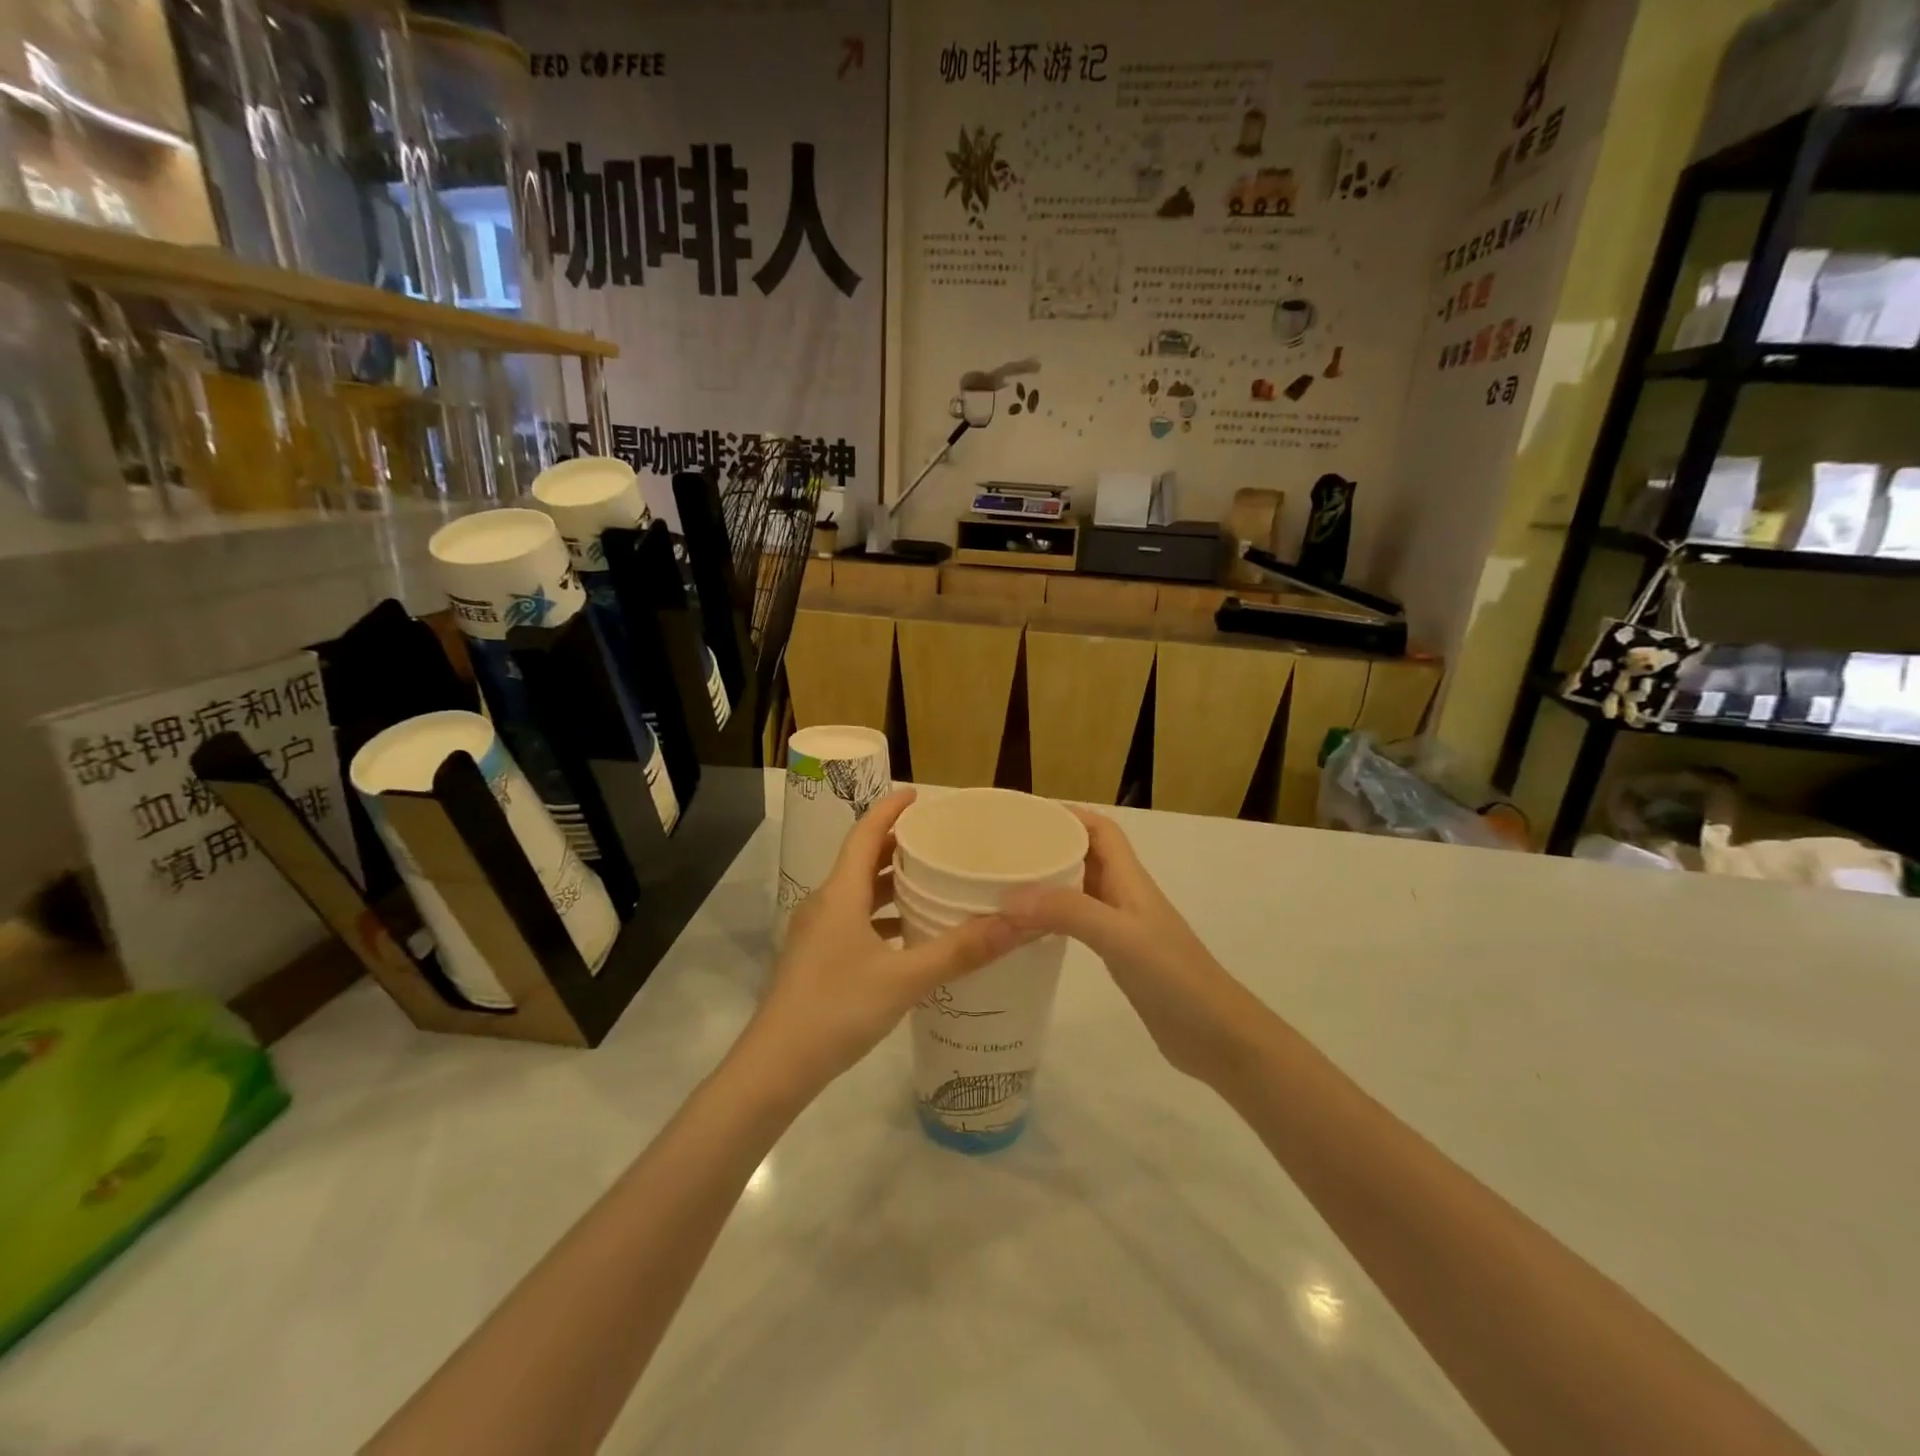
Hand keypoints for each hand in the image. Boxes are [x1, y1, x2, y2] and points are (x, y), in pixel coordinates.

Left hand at [741, 789, 1029, 1097]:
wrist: (776, 1067)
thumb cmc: (837, 1009)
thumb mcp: (905, 978)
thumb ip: (961, 950)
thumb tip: (1018, 923)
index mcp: (840, 893)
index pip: (865, 833)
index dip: (890, 809)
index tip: (919, 795)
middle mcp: (825, 904)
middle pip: (862, 860)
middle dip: (897, 845)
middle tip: (938, 839)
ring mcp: (818, 934)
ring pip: (858, 894)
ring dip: (890, 883)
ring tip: (932, 882)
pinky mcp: (818, 960)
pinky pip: (855, 921)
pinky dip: (883, 917)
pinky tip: (911, 936)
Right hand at [1001, 808, 1258, 1081]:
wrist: (1218, 1037)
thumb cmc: (1175, 977)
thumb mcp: (1120, 937)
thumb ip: (1069, 912)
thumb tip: (1010, 896)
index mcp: (1130, 880)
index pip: (1101, 830)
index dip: (1068, 816)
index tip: (1027, 816)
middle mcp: (1125, 896)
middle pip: (1086, 856)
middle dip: (1049, 847)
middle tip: (1005, 854)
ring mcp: (1123, 927)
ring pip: (1080, 889)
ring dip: (1049, 882)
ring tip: (1007, 887)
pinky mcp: (1119, 956)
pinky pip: (1080, 922)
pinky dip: (1054, 918)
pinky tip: (1030, 931)